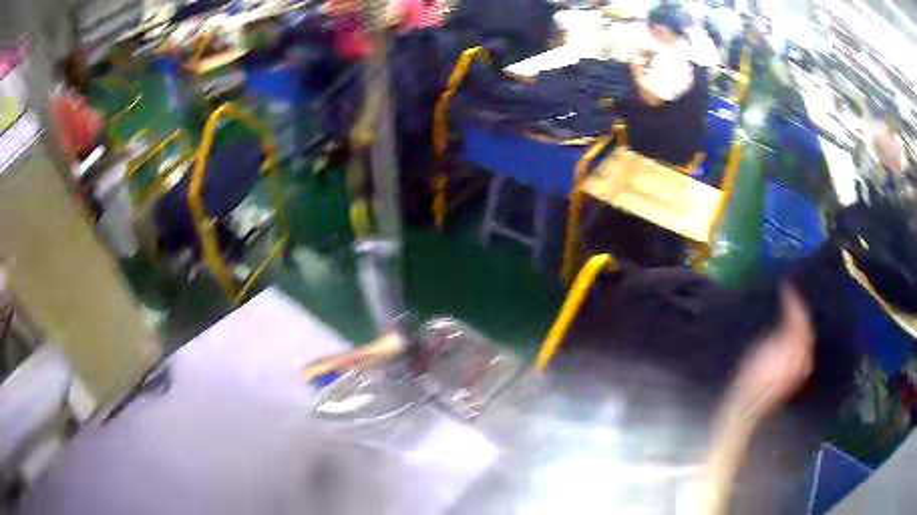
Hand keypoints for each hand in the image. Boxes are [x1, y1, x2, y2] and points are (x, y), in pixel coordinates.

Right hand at [726, 284, 814, 419]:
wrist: (747, 406)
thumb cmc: (749, 377)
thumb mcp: (761, 347)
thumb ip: (781, 331)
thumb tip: (790, 314)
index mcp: (793, 348)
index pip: (799, 317)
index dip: (794, 300)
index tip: (786, 285)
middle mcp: (802, 357)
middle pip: (806, 328)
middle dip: (800, 311)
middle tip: (790, 296)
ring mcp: (800, 369)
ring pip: (806, 339)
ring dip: (801, 324)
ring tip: (793, 312)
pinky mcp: (796, 377)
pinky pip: (804, 351)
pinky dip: (801, 338)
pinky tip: (794, 335)